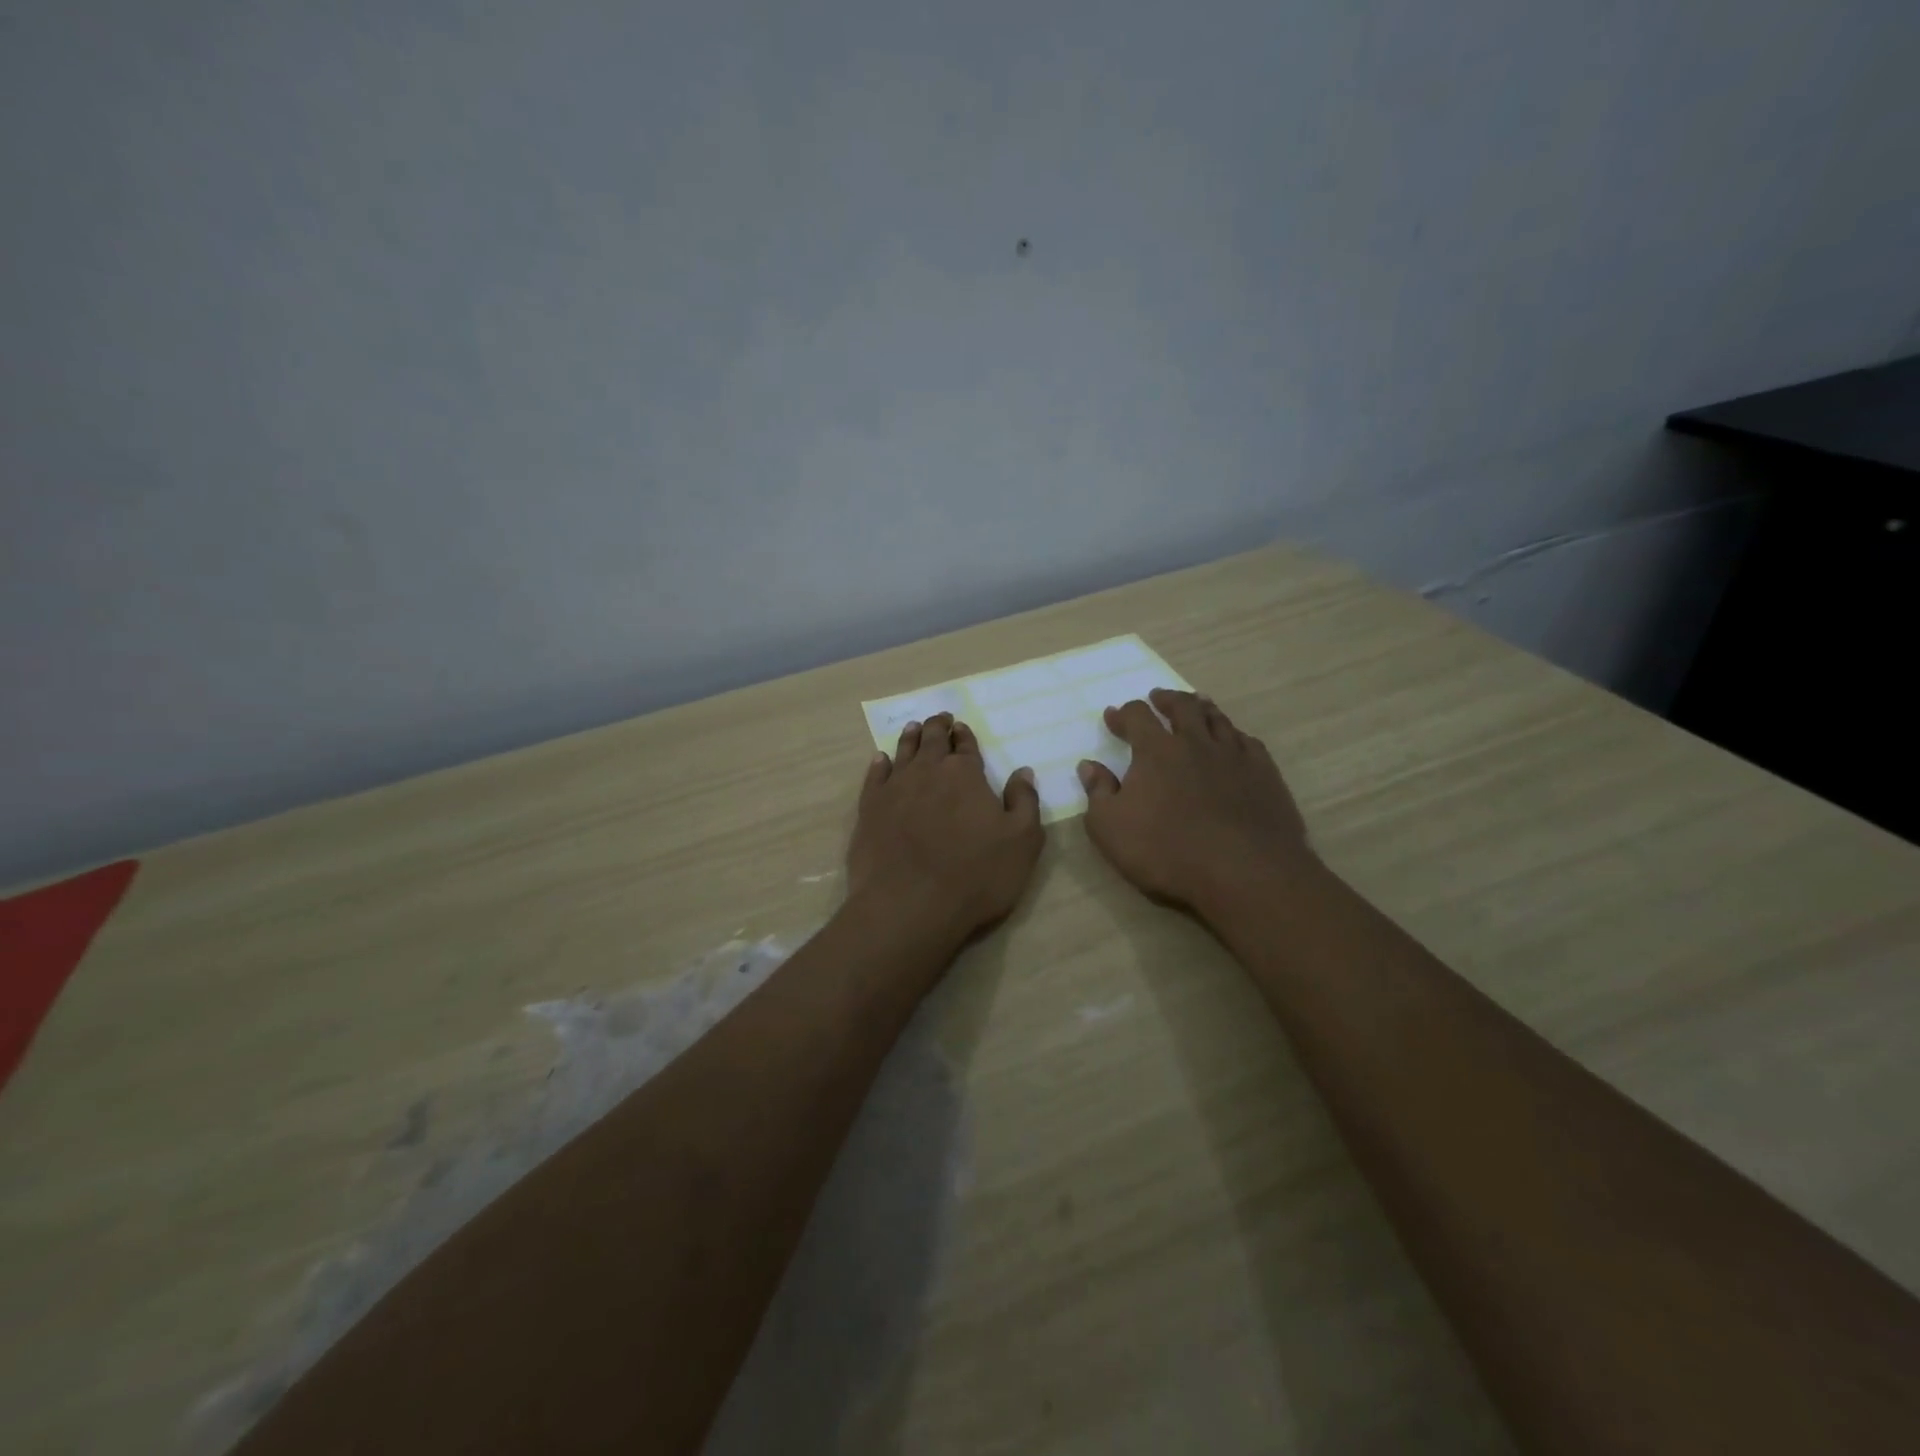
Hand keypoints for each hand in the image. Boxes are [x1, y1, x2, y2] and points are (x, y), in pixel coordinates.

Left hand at [847, 712, 1044, 947]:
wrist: (909, 905)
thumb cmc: (976, 875)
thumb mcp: (1022, 841)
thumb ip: (1025, 802)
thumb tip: (1022, 771)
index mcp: (966, 774)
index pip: (966, 746)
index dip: (965, 735)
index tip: (961, 726)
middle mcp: (928, 771)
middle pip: (932, 741)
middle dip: (937, 727)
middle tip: (939, 718)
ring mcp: (894, 788)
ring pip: (903, 752)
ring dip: (910, 738)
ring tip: (913, 728)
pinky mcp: (869, 809)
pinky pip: (874, 776)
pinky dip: (879, 764)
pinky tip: (880, 759)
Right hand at [1077, 689, 1310, 916]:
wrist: (1243, 872)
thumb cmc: (1166, 851)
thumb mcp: (1110, 827)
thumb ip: (1098, 792)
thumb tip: (1089, 765)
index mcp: (1156, 751)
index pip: (1137, 717)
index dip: (1124, 714)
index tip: (1113, 716)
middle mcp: (1196, 742)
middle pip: (1182, 707)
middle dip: (1166, 700)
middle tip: (1158, 697)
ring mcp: (1234, 755)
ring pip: (1217, 719)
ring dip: (1202, 708)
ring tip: (1196, 704)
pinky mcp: (1264, 773)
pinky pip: (1248, 742)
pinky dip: (1234, 735)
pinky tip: (1234, 740)